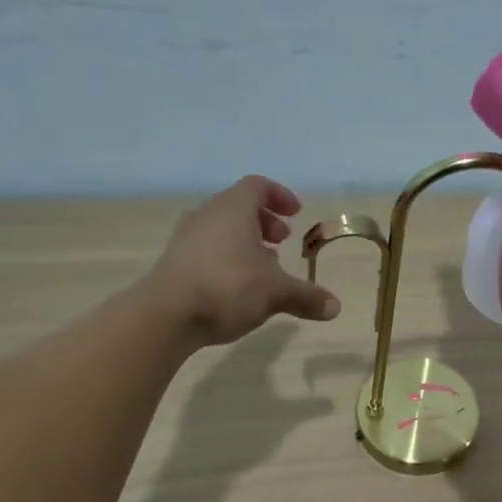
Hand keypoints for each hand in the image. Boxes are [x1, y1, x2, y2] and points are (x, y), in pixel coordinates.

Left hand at [143, 176, 340, 346]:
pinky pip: (207, 250)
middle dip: (264, 222)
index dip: (279, 196)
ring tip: (264, 269)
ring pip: (222, 230)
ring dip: (246, 243)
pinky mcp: (175, 263)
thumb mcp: (276, 292)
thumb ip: (306, 297)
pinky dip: (228, 259)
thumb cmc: (227, 287)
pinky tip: (239, 288)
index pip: (257, 186)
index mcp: (232, 209)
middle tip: (282, 241)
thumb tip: (336, 307)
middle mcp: (207, 216)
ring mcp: (186, 239)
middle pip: (238, 207)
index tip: (296, 214)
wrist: (166, 315)